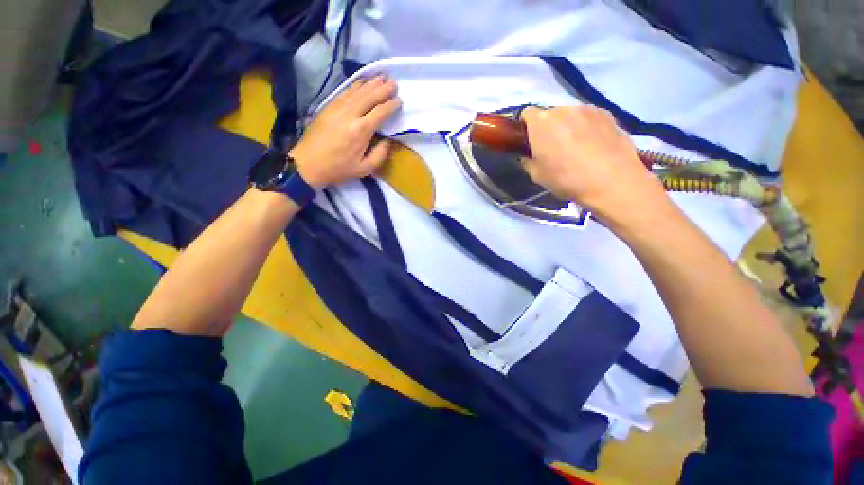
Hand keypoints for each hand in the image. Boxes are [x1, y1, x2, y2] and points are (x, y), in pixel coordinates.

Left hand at [291, 76, 401, 188]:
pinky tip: (361, 82)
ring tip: (381, 77)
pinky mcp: (328, 107)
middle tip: (394, 83)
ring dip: (370, 83)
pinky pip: (344, 92)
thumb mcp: (364, 169)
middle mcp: (350, 115)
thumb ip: (379, 155)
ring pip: (357, 91)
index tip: (399, 101)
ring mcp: (337, 109)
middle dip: (383, 89)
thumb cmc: (338, 169)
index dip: (391, 105)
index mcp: (361, 131)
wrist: (308, 164)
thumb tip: (388, 141)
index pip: (380, 112)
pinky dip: (355, 86)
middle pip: (369, 97)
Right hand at [521, 106, 667, 221]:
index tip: (529, 141)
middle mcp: (563, 109)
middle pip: (550, 114)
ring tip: (576, 148)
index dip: (525, 127)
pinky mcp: (608, 114)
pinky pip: (589, 118)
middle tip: (552, 148)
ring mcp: (588, 109)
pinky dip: (587, 127)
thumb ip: (528, 160)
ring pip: (570, 115)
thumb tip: (528, 155)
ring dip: (568, 127)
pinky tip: (593, 146)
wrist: (611, 181)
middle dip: (547, 128)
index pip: (527, 113)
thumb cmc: (566, 179)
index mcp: (541, 123)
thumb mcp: (537, 175)